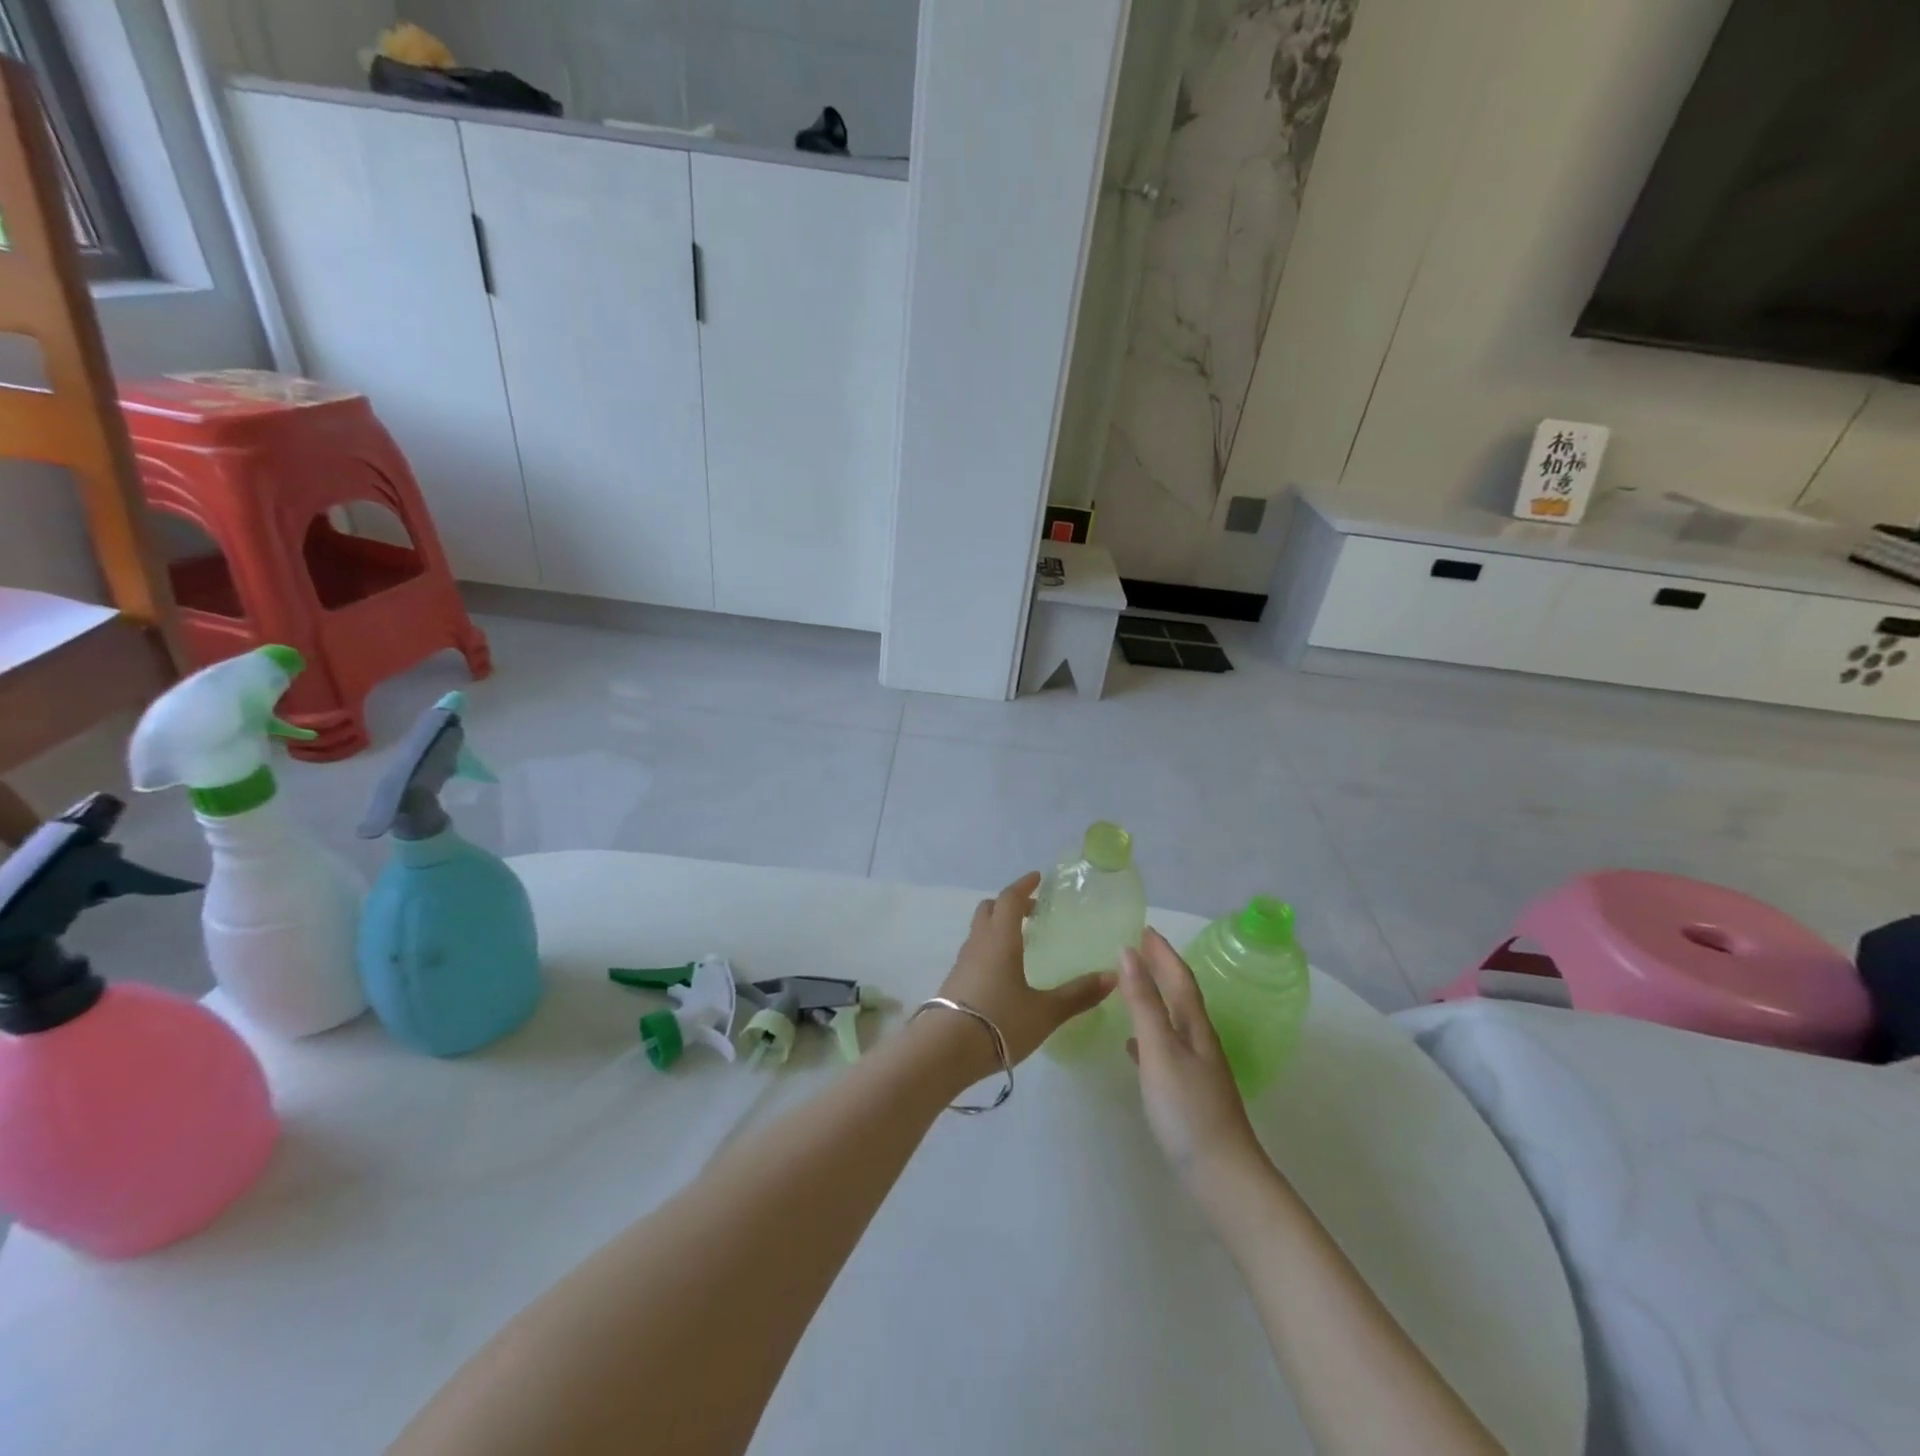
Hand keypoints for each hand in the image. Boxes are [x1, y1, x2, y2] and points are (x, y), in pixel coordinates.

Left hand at [933, 871, 1115, 1067]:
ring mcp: (962, 963)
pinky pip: (974, 952)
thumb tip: (1112, 976)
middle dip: (1009, 903)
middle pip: (989, 909)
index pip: (1010, 899)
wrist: (943, 1051)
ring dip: (997, 925)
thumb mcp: (1045, 1012)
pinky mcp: (954, 983)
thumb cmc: (999, 1023)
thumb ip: (1077, 995)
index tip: (1038, 878)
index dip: (1024, 886)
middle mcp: (979, 944)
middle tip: (1032, 910)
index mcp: (1001, 939)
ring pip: (979, 931)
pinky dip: (989, 948)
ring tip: (1020, 941)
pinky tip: (1003, 972)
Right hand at [1122, 928, 1264, 1188]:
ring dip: (1155, 999)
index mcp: (1194, 1027)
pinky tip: (1134, 1046)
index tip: (1145, 929)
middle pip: (1181, 996)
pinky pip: (1166, 1050)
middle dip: (1162, 970)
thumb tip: (1128, 953)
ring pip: (1174, 1021)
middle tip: (1139, 948)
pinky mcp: (1189, 1093)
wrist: (1222, 1175)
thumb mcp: (1160, 1050)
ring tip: (1133, 986)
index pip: (1180, 979)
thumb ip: (1143, 1002)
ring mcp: (1197, 1069)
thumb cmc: (1188, 1108)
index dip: (1163, 953)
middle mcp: (1199, 1042)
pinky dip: (1149, 1037)